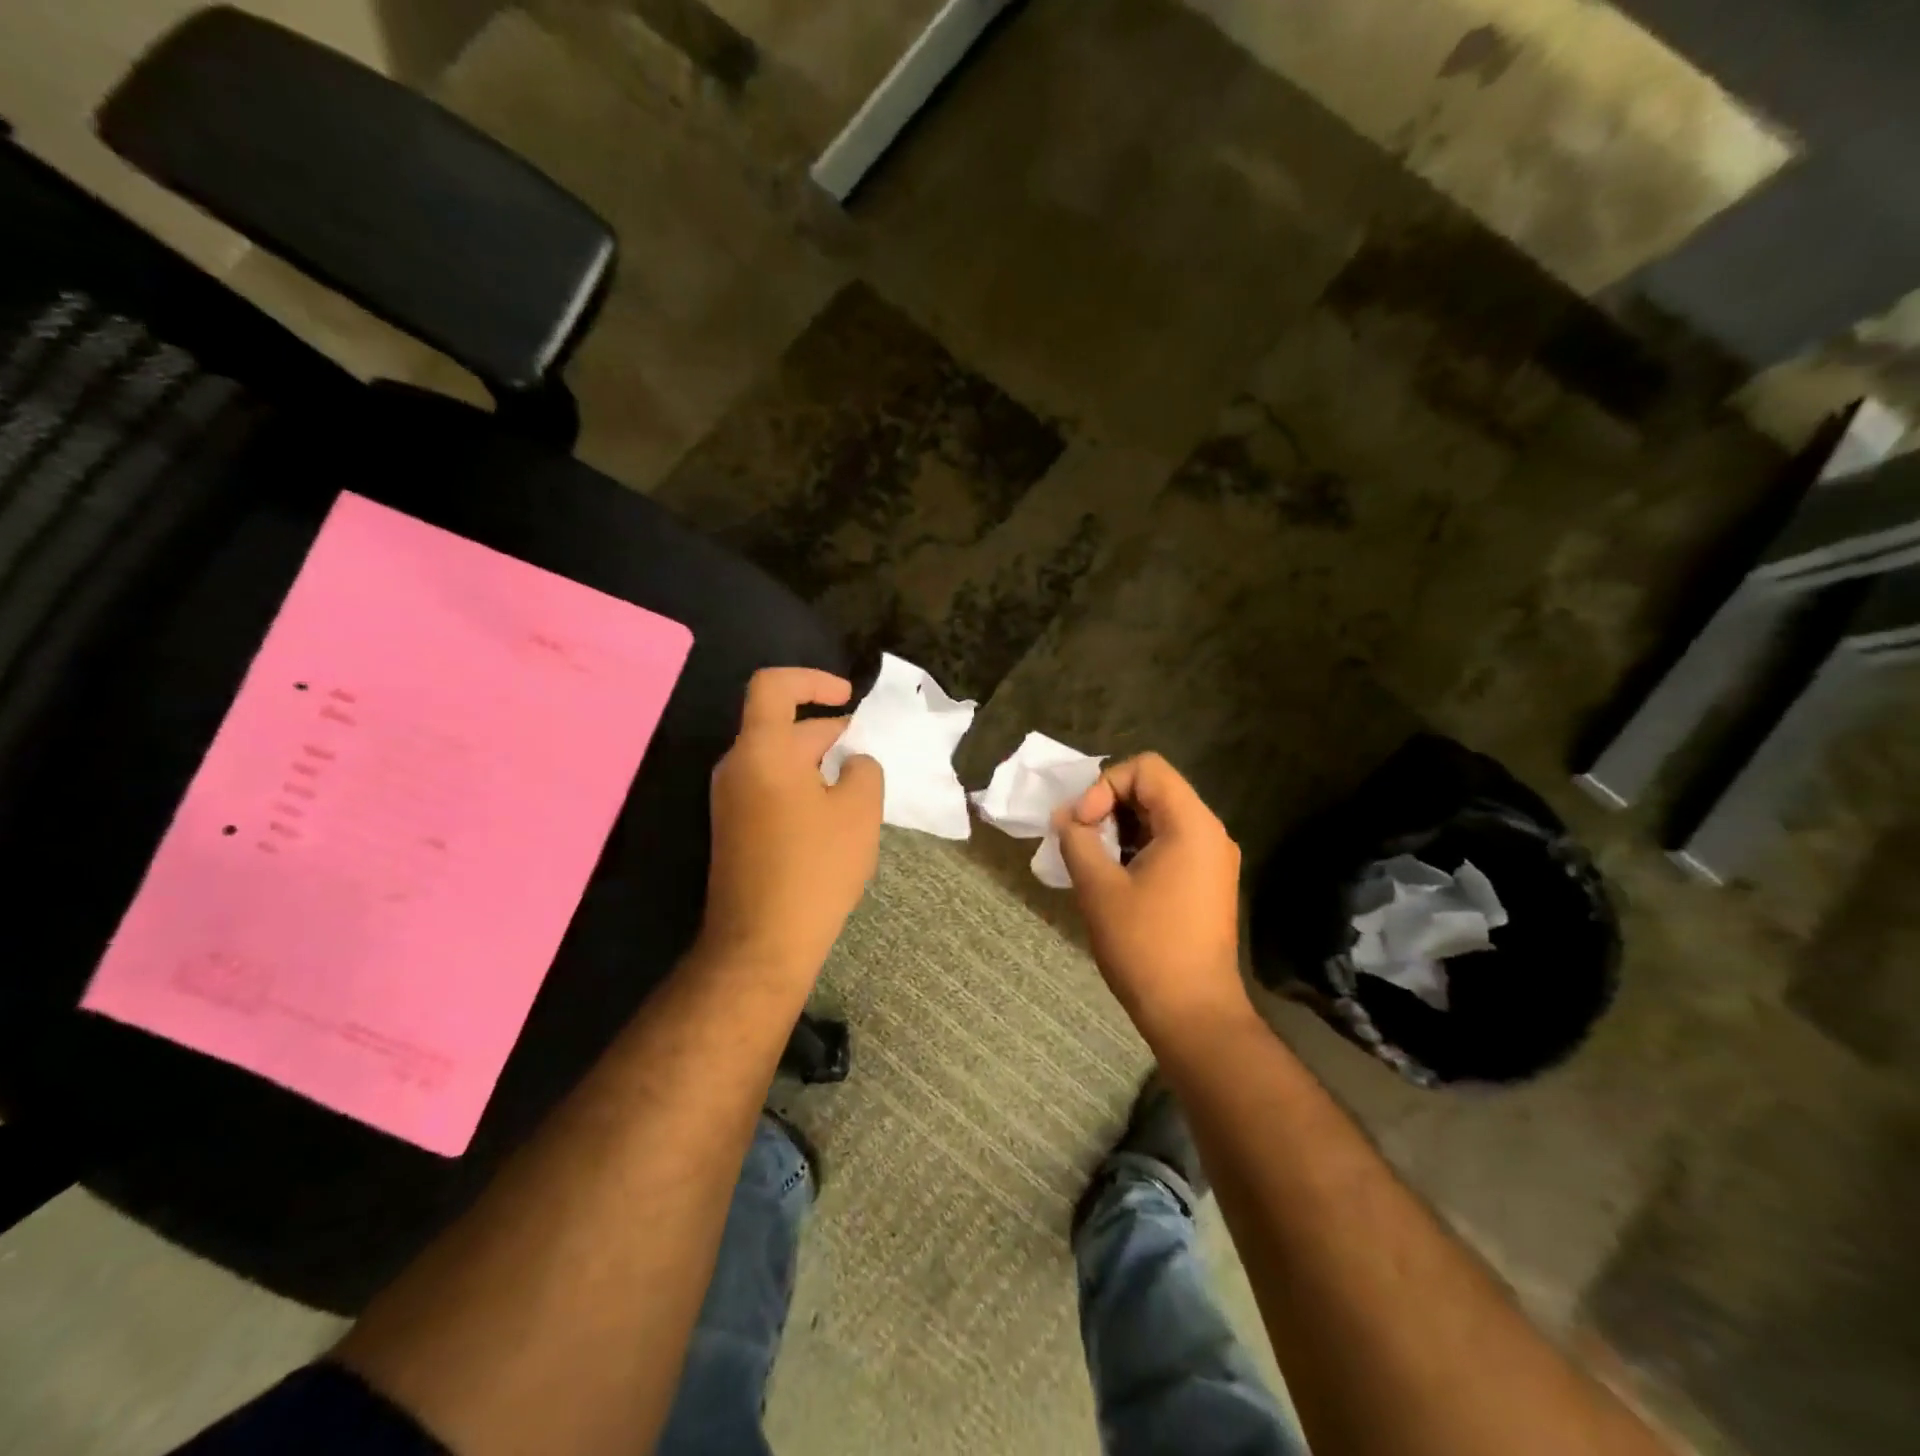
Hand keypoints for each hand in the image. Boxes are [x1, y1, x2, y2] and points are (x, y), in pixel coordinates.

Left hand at [699, 668, 883, 986]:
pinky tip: (833, 818)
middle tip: (870, 758)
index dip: (813, 680)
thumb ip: (864, 769)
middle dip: (829, 733)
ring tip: (858, 791)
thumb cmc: (815, 867)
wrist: (761, 941)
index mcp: (762, 750)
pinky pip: (770, 787)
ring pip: (779, 760)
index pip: (774, 686)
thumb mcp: (859, 811)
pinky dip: (803, 787)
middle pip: (782, 726)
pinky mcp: (734, 828)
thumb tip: (853, 761)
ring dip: (819, 763)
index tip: (848, 698)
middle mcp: (737, 766)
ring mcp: (730, 799)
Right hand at [1053, 753, 1250, 1042]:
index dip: (1105, 785)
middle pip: (1154, 789)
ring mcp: (1213, 859)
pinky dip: (1137, 848)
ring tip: (1091, 858)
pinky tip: (1113, 877)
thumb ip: (1077, 839)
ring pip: (1159, 817)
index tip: (1083, 823)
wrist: (1193, 1013)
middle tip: (1080, 839)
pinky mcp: (1207, 882)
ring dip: (1120, 828)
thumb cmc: (1145, 946)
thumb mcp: (1098, 887)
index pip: (1146, 768)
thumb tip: (1065, 817)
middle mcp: (1210, 833)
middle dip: (1109, 805)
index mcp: (1191, 825)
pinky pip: (1169, 844)